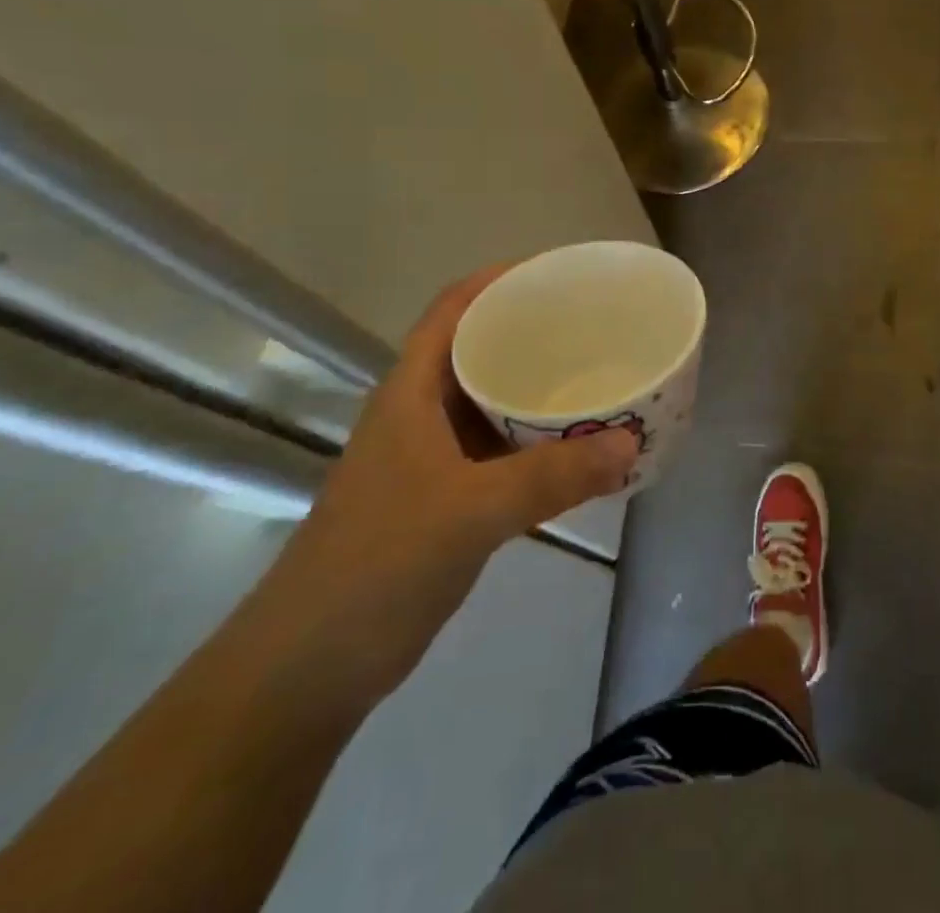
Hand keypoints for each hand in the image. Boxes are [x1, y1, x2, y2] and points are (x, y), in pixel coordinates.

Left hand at [267, 265, 637, 701]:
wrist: (310, 666)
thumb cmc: (378, 563)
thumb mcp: (469, 511)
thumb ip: (551, 476)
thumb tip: (629, 442)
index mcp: (412, 392)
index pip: (454, 309)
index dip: (499, 280)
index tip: (559, 273)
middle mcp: (422, 414)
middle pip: (480, 350)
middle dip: (534, 332)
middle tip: (597, 326)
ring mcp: (433, 459)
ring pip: (495, 404)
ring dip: (541, 391)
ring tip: (600, 377)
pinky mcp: (447, 499)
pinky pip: (503, 452)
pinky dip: (540, 445)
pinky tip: (581, 450)